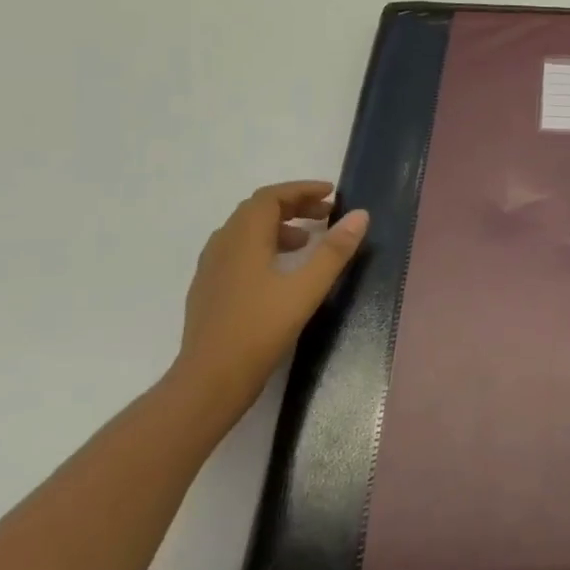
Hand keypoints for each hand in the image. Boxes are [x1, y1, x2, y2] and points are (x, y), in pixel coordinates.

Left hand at [169, 181, 369, 426]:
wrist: (210, 379)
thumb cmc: (261, 328)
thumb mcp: (307, 288)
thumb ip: (334, 250)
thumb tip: (359, 215)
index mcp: (243, 239)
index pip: (270, 197)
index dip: (301, 190)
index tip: (331, 193)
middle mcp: (223, 245)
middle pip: (256, 211)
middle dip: (293, 206)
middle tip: (326, 214)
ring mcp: (212, 269)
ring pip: (245, 232)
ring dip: (278, 226)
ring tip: (307, 241)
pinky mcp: (210, 290)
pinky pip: (237, 251)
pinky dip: (263, 246)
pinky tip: (280, 270)